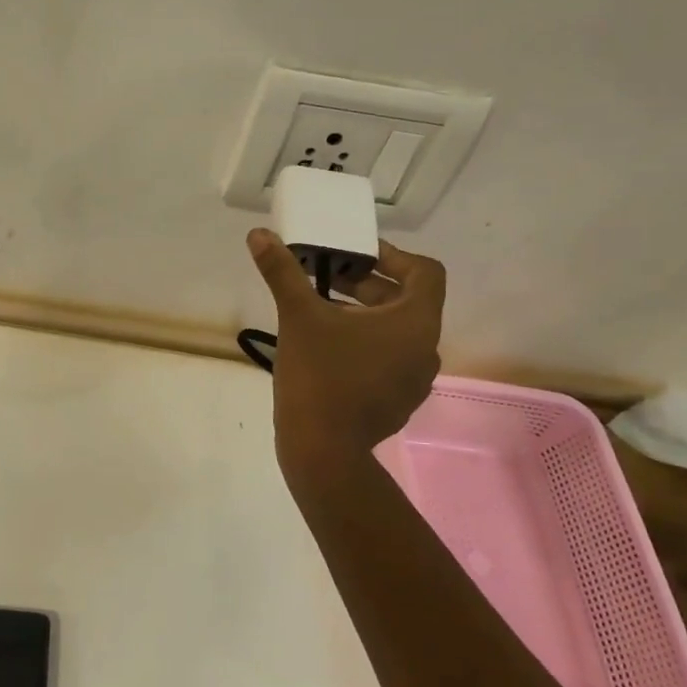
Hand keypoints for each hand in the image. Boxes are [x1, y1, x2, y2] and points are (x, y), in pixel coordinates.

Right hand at [246, 228, 445, 487]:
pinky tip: (330, 355)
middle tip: (328, 281)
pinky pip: (390, 361)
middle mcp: (426, 348)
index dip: (393, 256)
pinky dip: (367, 348)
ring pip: (397, 333)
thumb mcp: (298, 316)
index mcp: (415, 322)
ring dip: (367, 317)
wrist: (323, 451)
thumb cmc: (319, 376)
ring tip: (325, 316)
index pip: (425, 272)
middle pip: (407, 302)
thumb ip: (282, 272)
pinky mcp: (400, 403)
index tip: (355, 256)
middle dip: (368, 286)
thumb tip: (259, 235)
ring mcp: (416, 380)